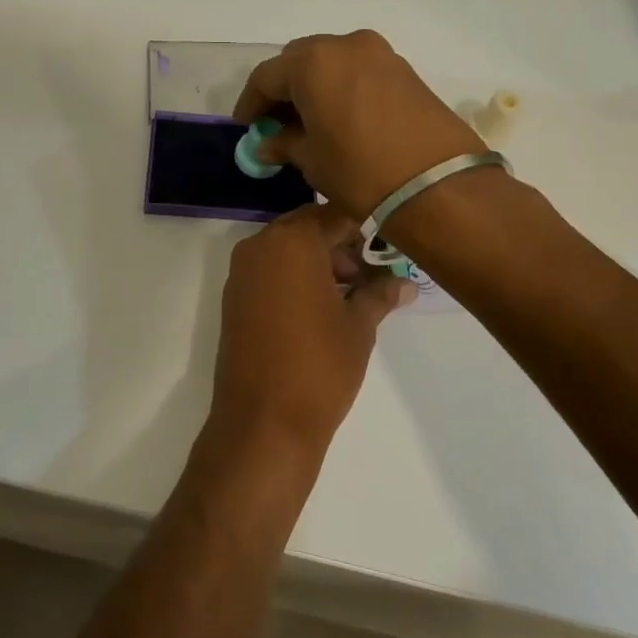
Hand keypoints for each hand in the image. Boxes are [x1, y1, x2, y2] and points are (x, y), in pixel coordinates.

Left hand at [209, 204, 414, 462]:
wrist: (264, 422)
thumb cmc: (320, 365)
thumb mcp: (359, 326)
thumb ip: (380, 293)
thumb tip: (404, 282)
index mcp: (292, 240)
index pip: (335, 214)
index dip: (365, 228)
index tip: (388, 249)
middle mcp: (260, 246)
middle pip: (308, 229)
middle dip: (341, 247)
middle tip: (372, 278)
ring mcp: (242, 272)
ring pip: (288, 250)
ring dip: (319, 263)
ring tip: (352, 298)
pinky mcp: (234, 298)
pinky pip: (270, 272)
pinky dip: (295, 279)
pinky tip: (321, 310)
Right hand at [232, 31, 484, 217]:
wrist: (437, 185)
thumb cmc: (360, 171)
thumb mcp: (312, 160)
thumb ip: (284, 144)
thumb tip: (268, 143)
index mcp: (312, 62)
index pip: (266, 77)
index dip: (251, 103)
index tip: (245, 127)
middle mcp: (345, 45)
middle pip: (299, 61)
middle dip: (283, 89)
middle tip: (275, 122)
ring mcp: (379, 53)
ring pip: (331, 62)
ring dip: (314, 86)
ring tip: (308, 122)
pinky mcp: (404, 69)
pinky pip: (359, 71)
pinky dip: (342, 88)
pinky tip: (339, 118)